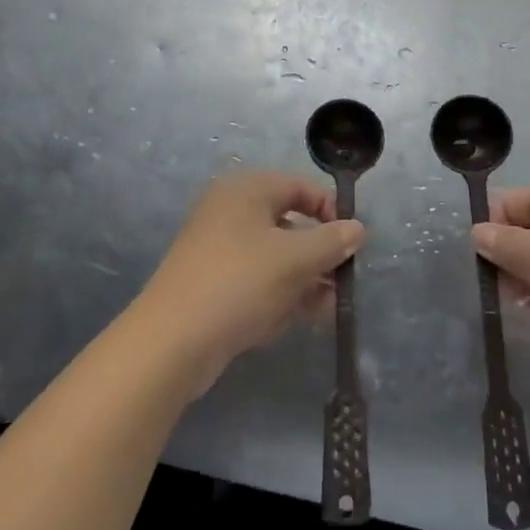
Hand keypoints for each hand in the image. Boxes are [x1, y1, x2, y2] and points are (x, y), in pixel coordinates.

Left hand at [135, 171, 363, 398]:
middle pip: (287, 223)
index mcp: (246, 190)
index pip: (299, 187)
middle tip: (342, 281)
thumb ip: (332, 241)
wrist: (171, 342)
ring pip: (273, 256)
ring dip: (303, 279)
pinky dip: (277, 295)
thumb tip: (357, 229)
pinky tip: (296, 320)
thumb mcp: (295, 260)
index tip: (352, 243)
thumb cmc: (239, 283)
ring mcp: (216, 248)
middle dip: (318, 253)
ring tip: (326, 308)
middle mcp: (229, 211)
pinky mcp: (210, 284)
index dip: (330, 211)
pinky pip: (254, 280)